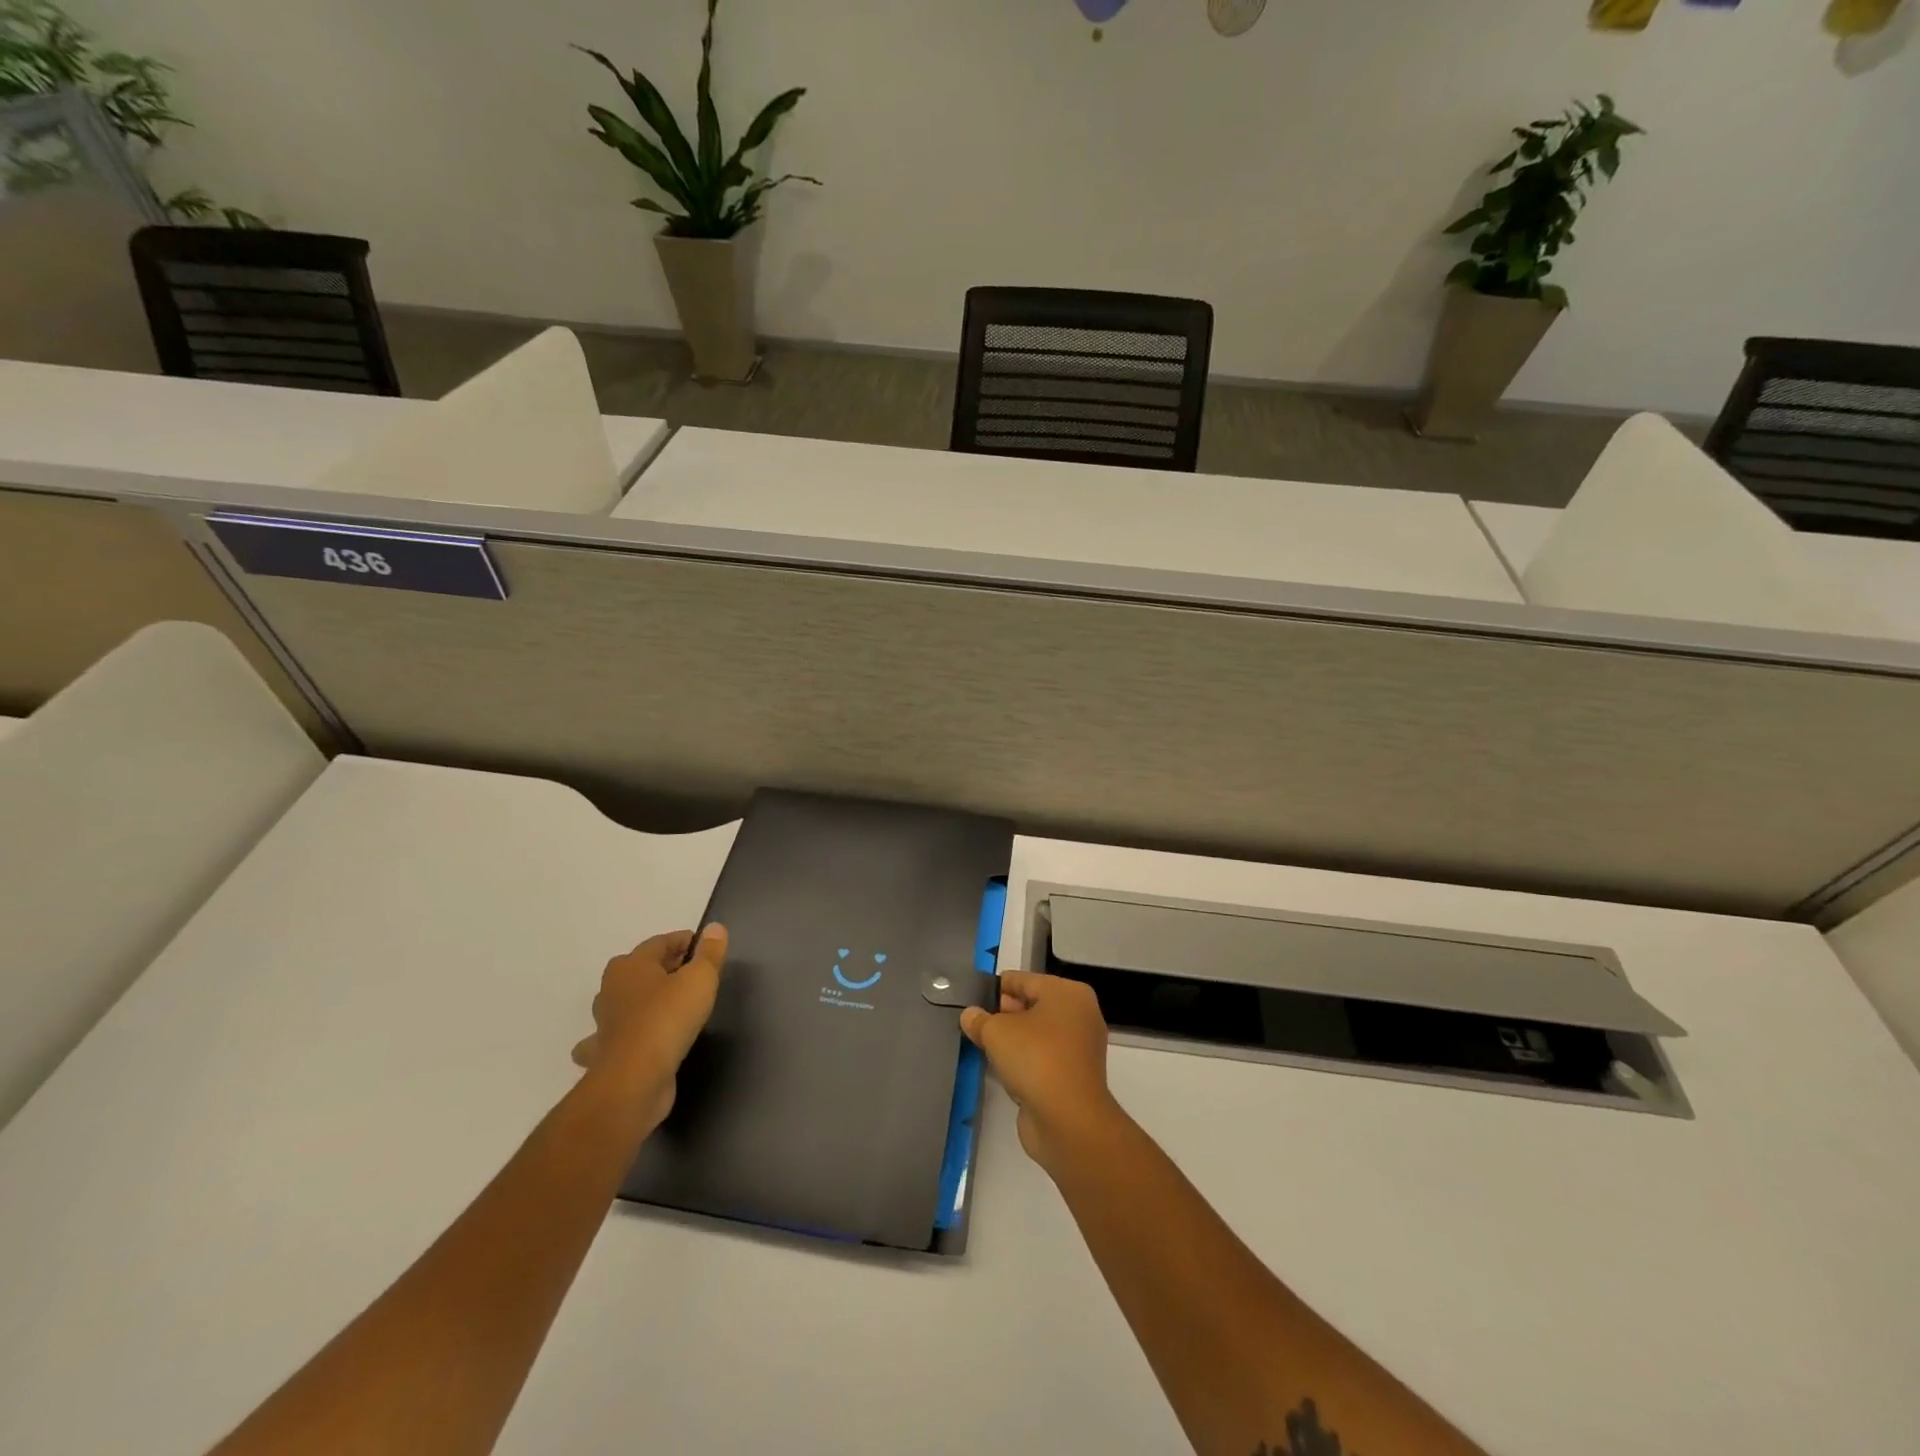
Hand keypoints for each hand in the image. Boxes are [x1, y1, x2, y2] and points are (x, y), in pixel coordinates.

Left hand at [572, 925, 726, 1135]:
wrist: (635, 1079)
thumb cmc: (668, 1018)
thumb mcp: (700, 979)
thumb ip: (709, 953)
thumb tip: (715, 927)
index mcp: (631, 965)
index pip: (661, 942)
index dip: (685, 941)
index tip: (706, 948)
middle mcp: (611, 988)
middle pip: (642, 969)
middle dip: (664, 968)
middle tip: (693, 975)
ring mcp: (605, 1023)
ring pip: (623, 1002)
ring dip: (640, 1000)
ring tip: (666, 1004)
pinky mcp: (605, 1053)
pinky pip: (614, 1037)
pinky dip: (623, 1035)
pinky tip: (634, 1040)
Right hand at [961, 971, 1121, 1173]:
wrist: (1068, 1120)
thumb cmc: (1035, 1059)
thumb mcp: (996, 1032)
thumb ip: (980, 1020)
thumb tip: (970, 1015)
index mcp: (1068, 993)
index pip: (1025, 980)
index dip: (998, 986)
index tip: (974, 994)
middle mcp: (1079, 1015)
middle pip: (1033, 1005)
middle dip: (1004, 1013)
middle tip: (975, 1020)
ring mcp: (1079, 1048)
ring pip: (1038, 1034)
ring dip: (1013, 1039)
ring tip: (982, 1042)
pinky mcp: (1073, 1076)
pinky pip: (1042, 1058)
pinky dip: (1024, 1060)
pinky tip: (1000, 1066)